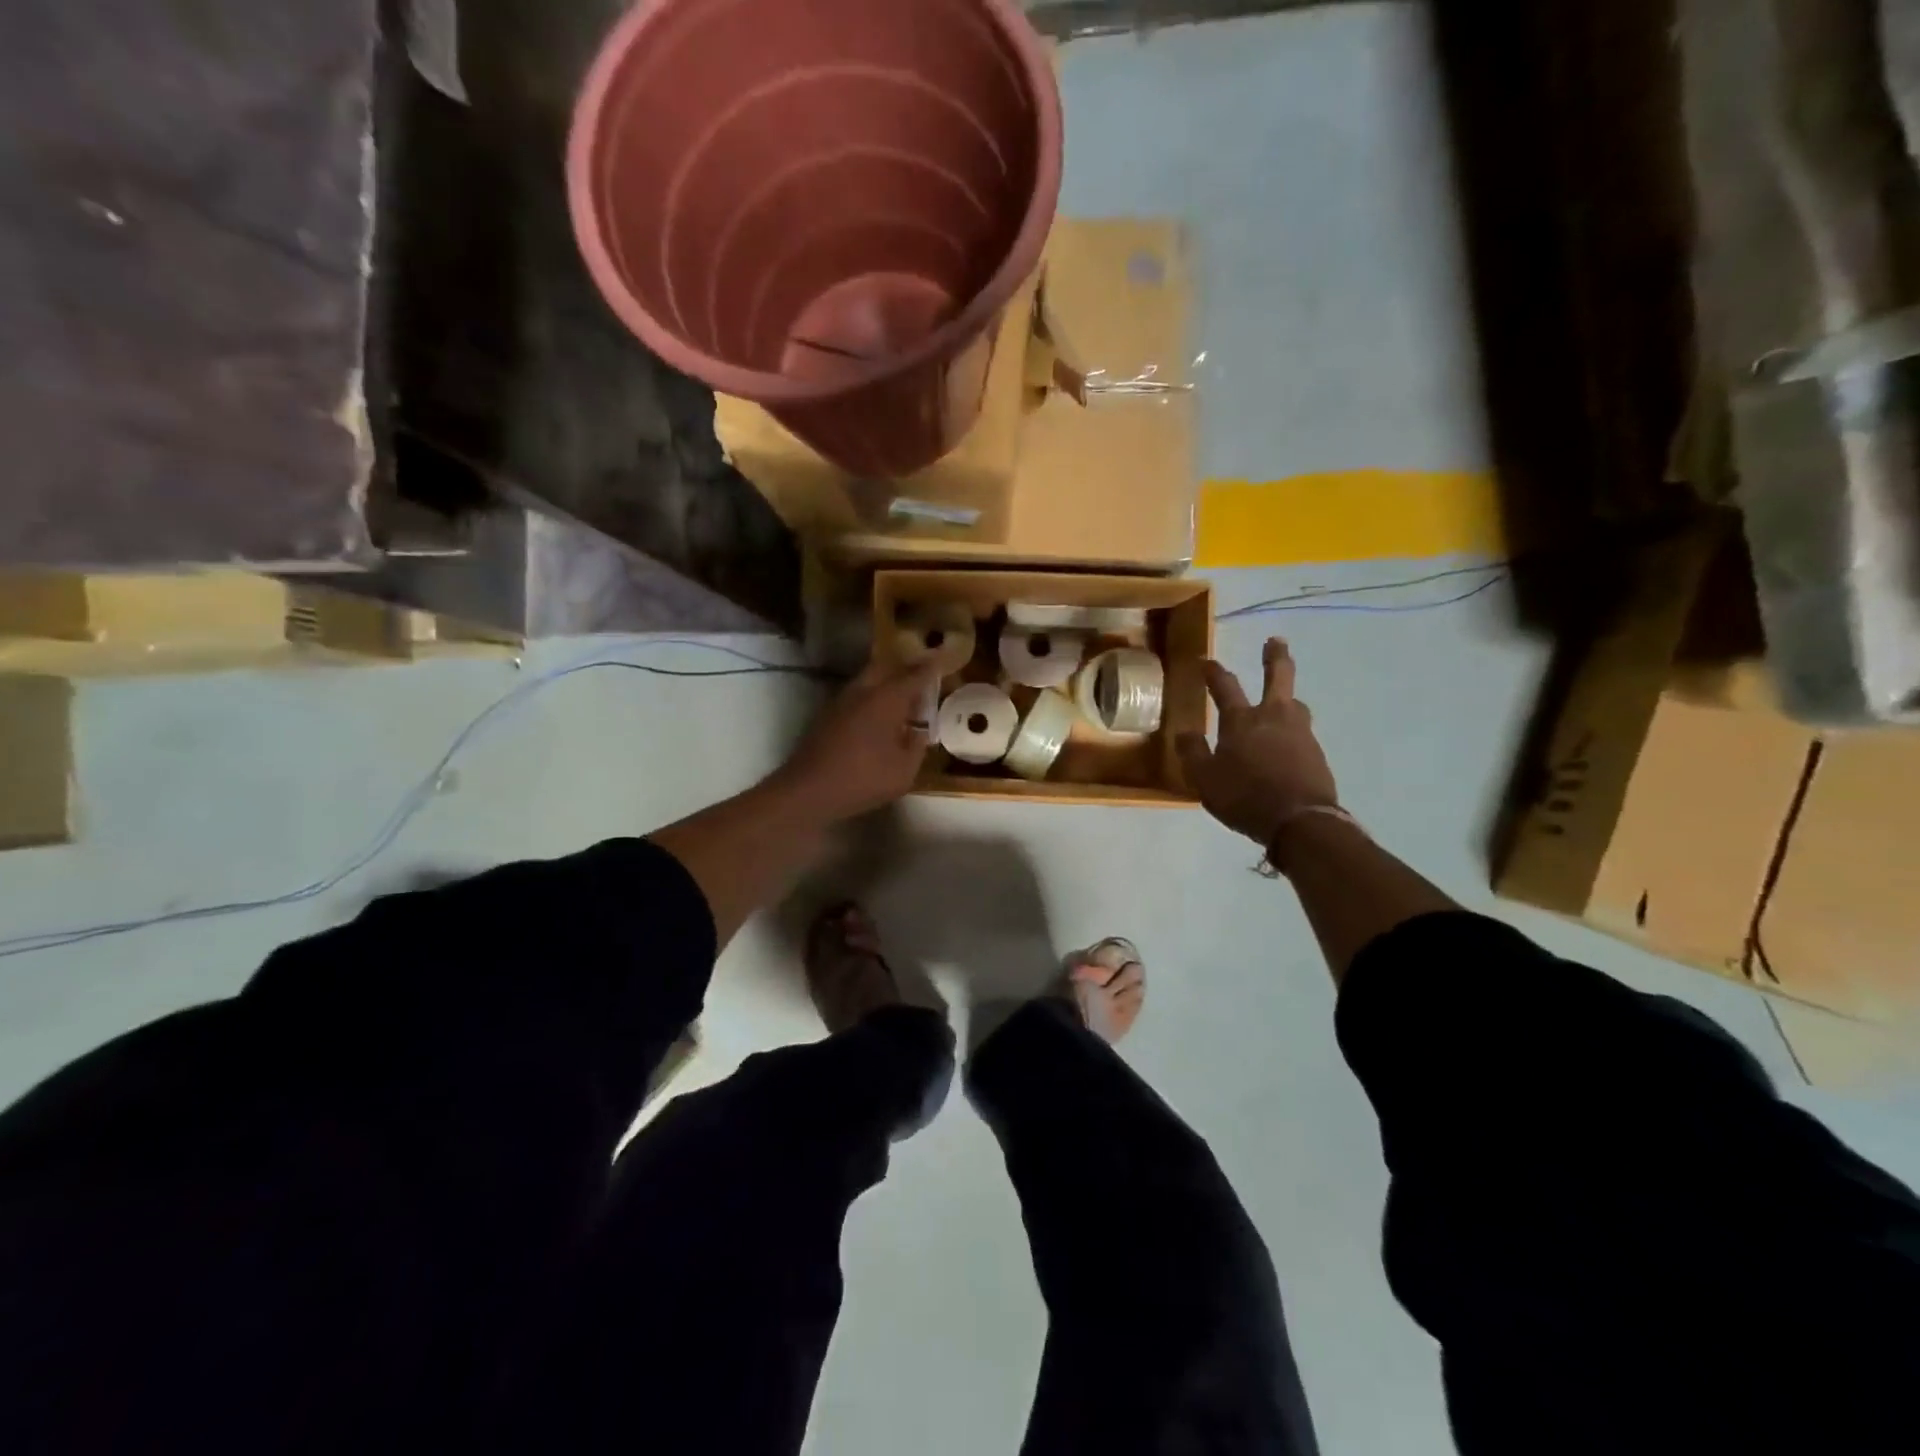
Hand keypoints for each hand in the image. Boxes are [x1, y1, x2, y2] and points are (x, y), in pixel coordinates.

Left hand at [778, 659, 938, 821]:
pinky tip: (880, 715)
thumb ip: (916, 746)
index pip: (915, 675)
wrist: (809, 790)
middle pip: (887, 667)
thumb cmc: (863, 779)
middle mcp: (863, 691)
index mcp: (887, 699)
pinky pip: (858, 695)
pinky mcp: (828, 715)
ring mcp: (842, 701)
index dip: (931, 667)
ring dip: (888, 681)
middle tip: (923, 675)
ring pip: (869, 679)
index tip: (944, 659)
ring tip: (904, 696)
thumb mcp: (904, 770)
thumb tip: (919, 732)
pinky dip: (873, 696)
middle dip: (906, 667)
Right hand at [1176, 638, 1339, 848]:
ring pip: (1295, 704)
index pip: (1225, 686)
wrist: (1300, 820)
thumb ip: (1193, 753)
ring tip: (1283, 700)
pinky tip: (1288, 744)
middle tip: (1276, 641)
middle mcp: (1274, 717)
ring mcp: (1300, 733)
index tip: (1206, 661)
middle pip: (1279, 676)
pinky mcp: (1316, 753)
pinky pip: (1302, 733)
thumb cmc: (1245, 796)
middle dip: (1276, 656)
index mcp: (1241, 720)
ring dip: (1288, 697)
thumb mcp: (1204, 779)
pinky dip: (1293, 731)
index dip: (1214, 672)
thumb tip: (1184, 732)